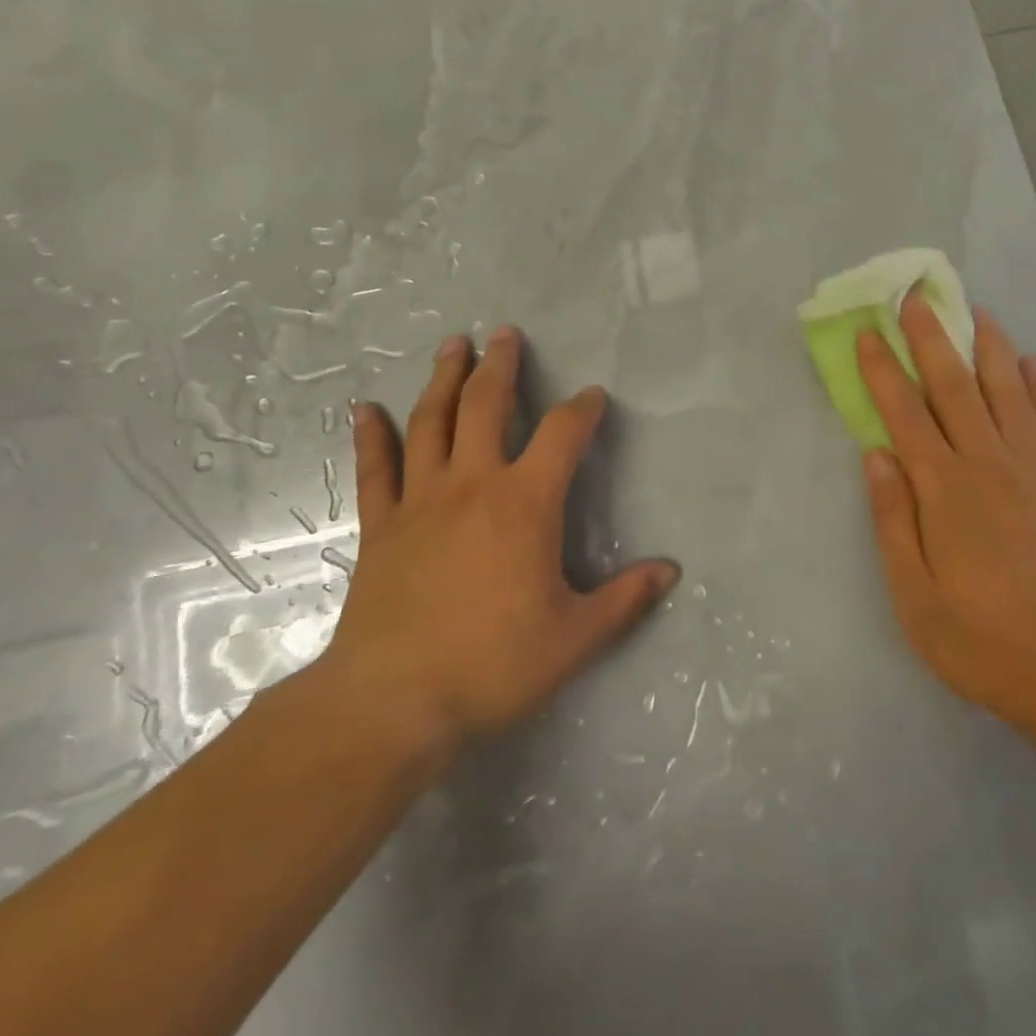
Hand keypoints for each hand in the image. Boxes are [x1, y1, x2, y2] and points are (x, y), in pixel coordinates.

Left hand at [316, 328, 678, 754]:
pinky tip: (364, 408)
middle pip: (487, 405)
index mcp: (526, 503)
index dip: (582, 409)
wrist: (393, 702)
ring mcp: (421, 500)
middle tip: (505, 332)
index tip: (592, 396)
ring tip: (453, 345)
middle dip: (500, 365)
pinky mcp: (381, 526)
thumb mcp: (575, 638)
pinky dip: (370, 435)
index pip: (563, 435)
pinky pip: (375, 469)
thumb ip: (625, 599)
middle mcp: (473, 484)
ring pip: (432, 422)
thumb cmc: (493, 665)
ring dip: (444, 379)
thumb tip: (671, 571)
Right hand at [856, 292, 1035, 730]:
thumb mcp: (913, 594)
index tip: (867, 333)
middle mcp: (989, 465)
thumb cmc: (979, 639)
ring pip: (1008, 393)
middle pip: (954, 387)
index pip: (905, 414)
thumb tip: (876, 455)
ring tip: (976, 312)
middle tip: (916, 297)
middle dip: (931, 338)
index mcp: (944, 489)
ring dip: (989, 348)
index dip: (883, 370)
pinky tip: (1034, 366)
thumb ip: (892, 520)